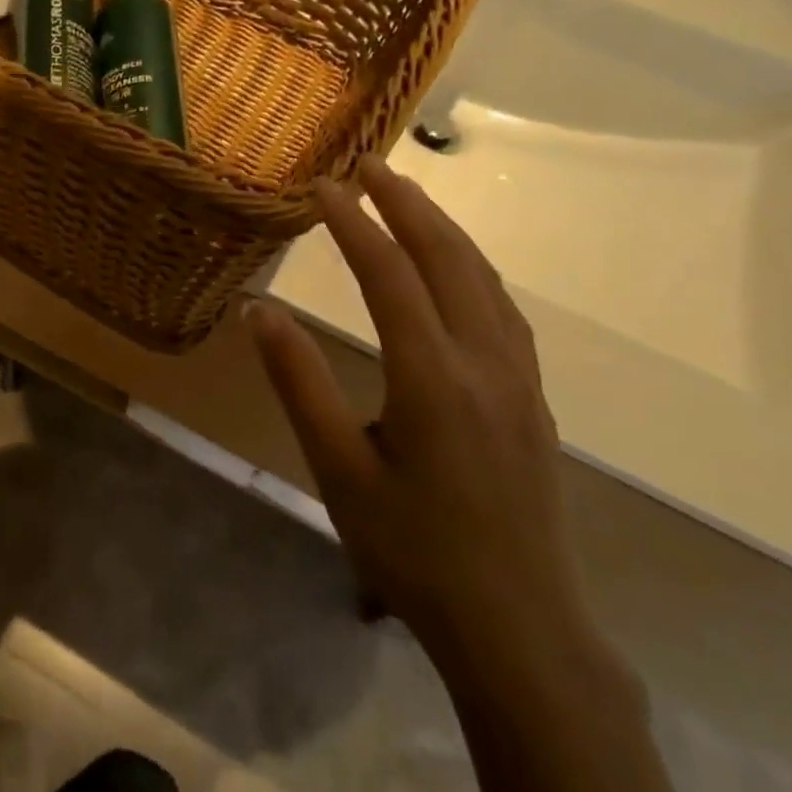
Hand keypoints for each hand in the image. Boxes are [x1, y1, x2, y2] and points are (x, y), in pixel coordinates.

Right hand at [249, 156, 602, 677]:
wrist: (517, 626)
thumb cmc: (412, 549)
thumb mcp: (337, 469)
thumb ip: (299, 382)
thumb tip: (259, 310)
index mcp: (432, 377)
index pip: (390, 275)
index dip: (354, 223)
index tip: (322, 186)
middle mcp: (485, 362)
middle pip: (448, 259)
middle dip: (408, 204)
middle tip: (370, 165)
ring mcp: (519, 379)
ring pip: (484, 279)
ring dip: (444, 229)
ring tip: (408, 198)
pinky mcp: (531, 398)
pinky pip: (502, 309)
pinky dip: (472, 268)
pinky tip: (456, 271)